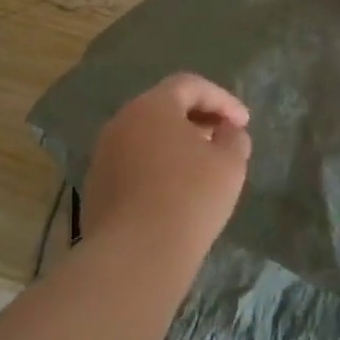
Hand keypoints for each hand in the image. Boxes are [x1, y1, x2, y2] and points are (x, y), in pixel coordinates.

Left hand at [82, 73, 251, 259]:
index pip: (189, 85)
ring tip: (201, 167)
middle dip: (197, 119)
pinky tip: (174, 193)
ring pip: (145, 137)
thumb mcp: (229, 164)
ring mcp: (103, 155)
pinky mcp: (96, 187)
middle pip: (163, 108)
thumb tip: (227, 131)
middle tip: (223, 139)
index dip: (222, 99)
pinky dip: (156, 167)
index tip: (243, 123)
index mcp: (152, 106)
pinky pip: (132, 164)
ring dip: (175, 144)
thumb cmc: (190, 198)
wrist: (136, 254)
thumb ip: (233, 138)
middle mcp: (121, 122)